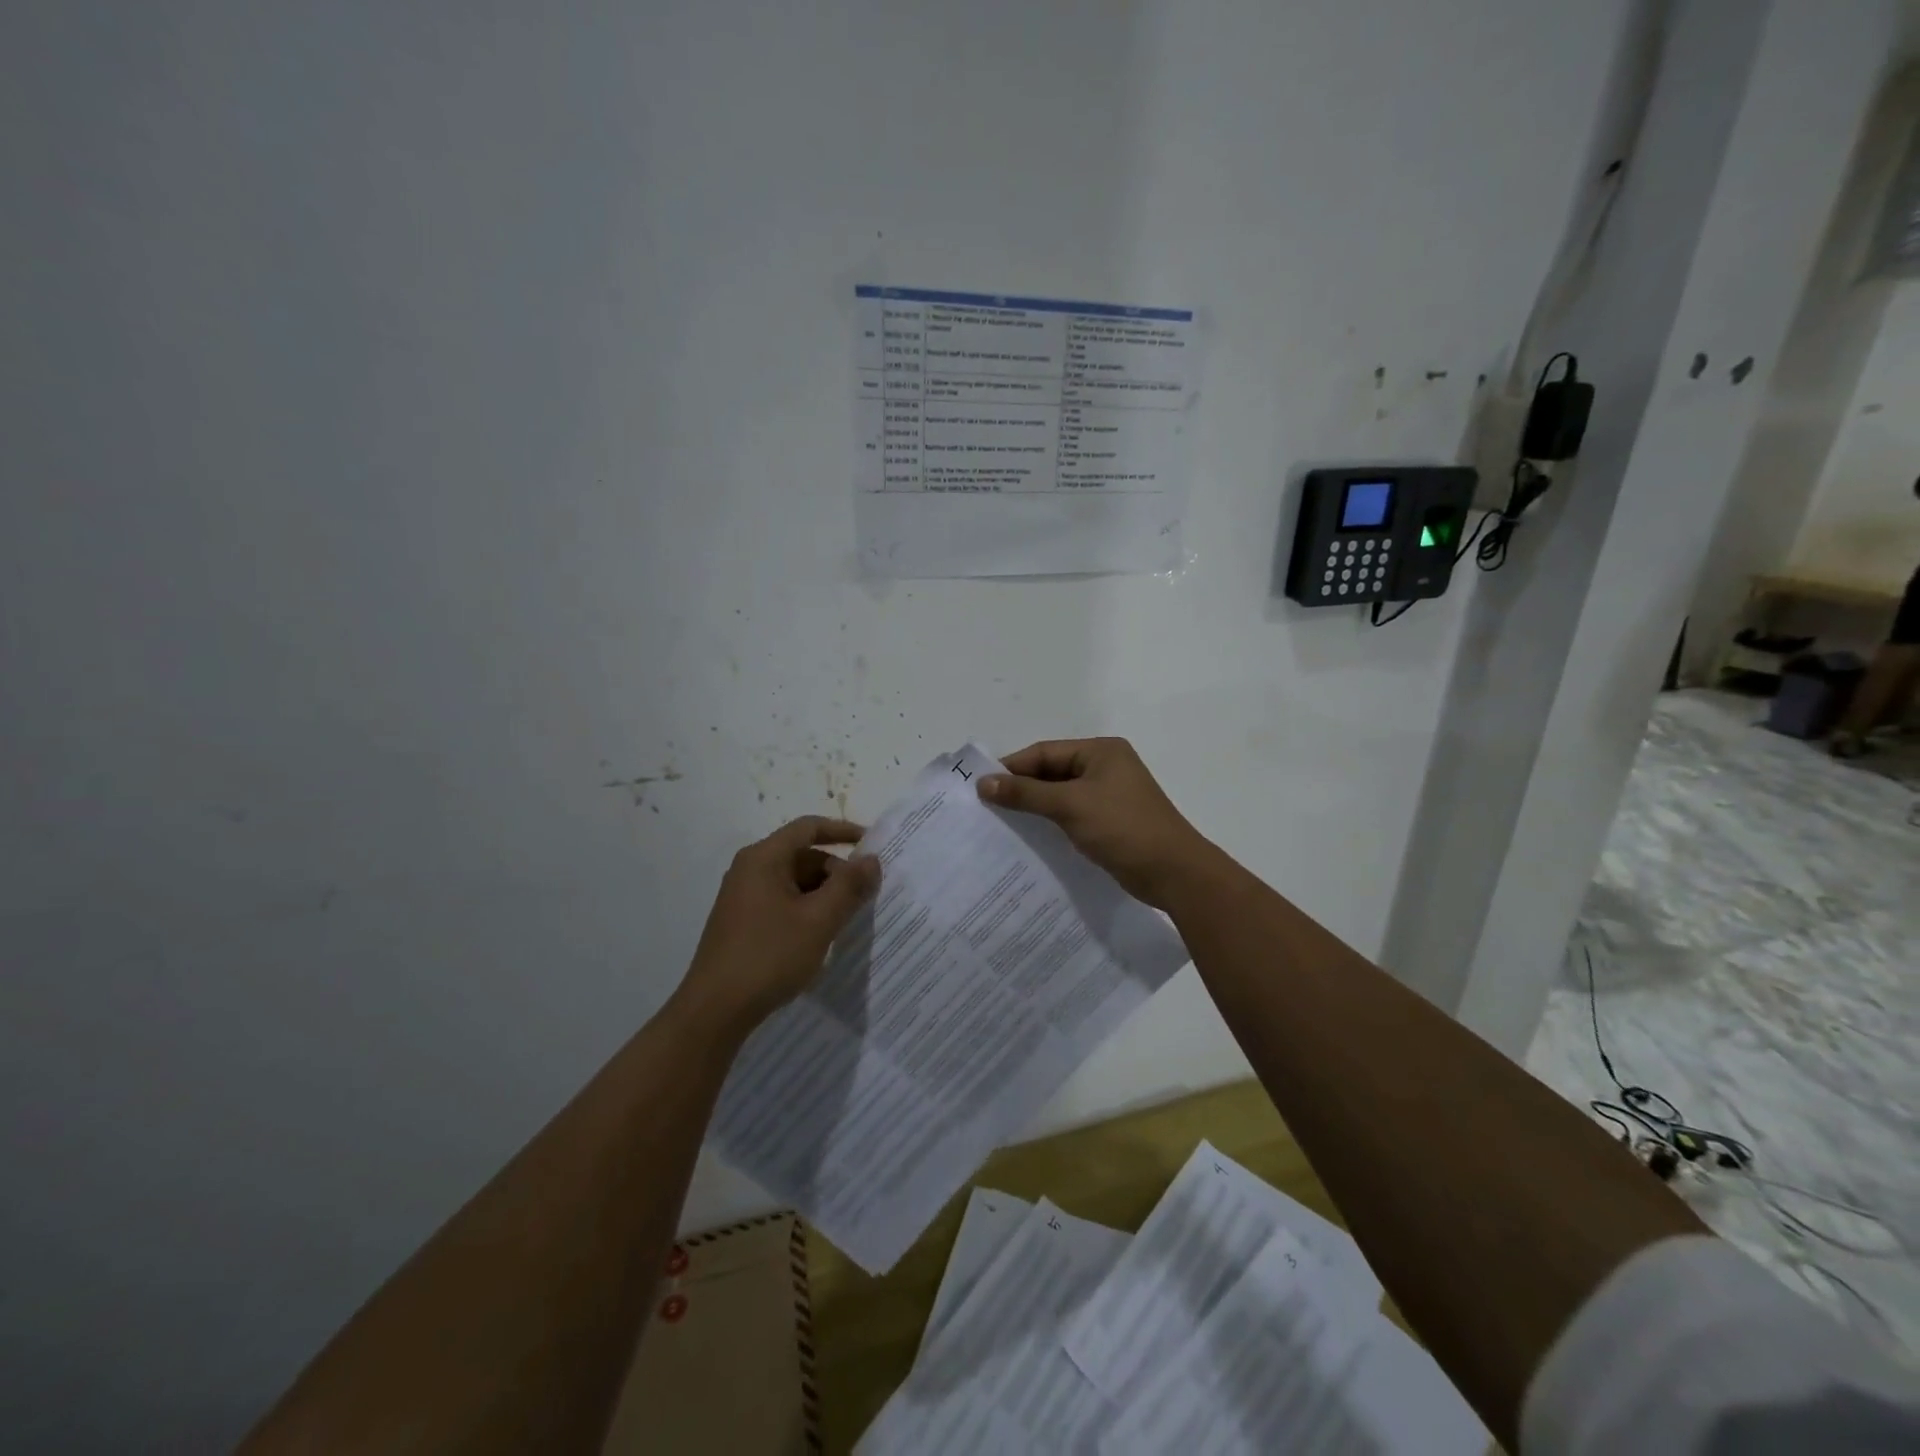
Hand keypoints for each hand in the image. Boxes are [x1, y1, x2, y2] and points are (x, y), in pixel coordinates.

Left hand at [676, 816, 880, 1036]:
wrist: (714, 1010)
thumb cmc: (769, 956)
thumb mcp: (818, 920)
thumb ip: (849, 886)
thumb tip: (872, 859)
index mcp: (764, 858)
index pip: (809, 827)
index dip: (843, 831)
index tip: (873, 845)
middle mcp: (750, 869)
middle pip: (803, 855)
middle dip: (837, 871)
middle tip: (864, 897)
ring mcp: (743, 896)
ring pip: (794, 881)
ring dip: (823, 893)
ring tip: (846, 919)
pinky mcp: (742, 921)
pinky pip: (782, 901)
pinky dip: (806, 909)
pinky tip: (820, 935)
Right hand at [977, 738, 1212, 908]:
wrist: (1173, 872)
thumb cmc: (1123, 828)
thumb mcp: (1070, 806)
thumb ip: (1026, 793)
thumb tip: (983, 783)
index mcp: (1101, 751)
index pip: (1044, 752)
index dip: (1012, 768)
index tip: (981, 787)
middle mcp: (1105, 767)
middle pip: (1051, 772)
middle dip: (1021, 788)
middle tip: (986, 807)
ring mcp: (1109, 795)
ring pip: (1060, 795)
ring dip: (1033, 807)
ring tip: (1000, 823)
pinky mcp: (1110, 821)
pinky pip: (1071, 814)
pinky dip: (1050, 822)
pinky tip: (1029, 837)